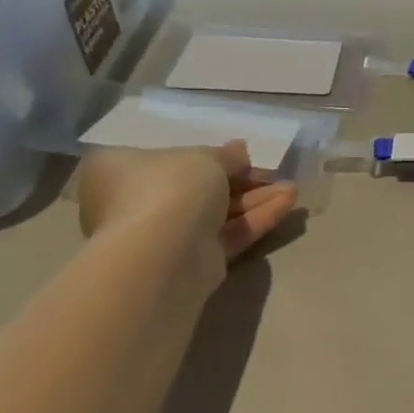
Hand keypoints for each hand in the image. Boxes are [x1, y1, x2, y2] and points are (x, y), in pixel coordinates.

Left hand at [76, 143, 297, 272]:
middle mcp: (135, 204)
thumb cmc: (171, 187)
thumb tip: (239, 150)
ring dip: (256, 200)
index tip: (240, 156)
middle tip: (273, 174)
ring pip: (217, 213)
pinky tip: (287, 205)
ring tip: (293, 189)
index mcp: (120, 171)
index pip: (166, 159)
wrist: (165, 251)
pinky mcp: (191, 262)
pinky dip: (255, 220)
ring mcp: (164, 237)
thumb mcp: (204, 158)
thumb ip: (226, 155)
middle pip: (198, 188)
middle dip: (241, 181)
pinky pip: (226, 235)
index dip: (207, 157)